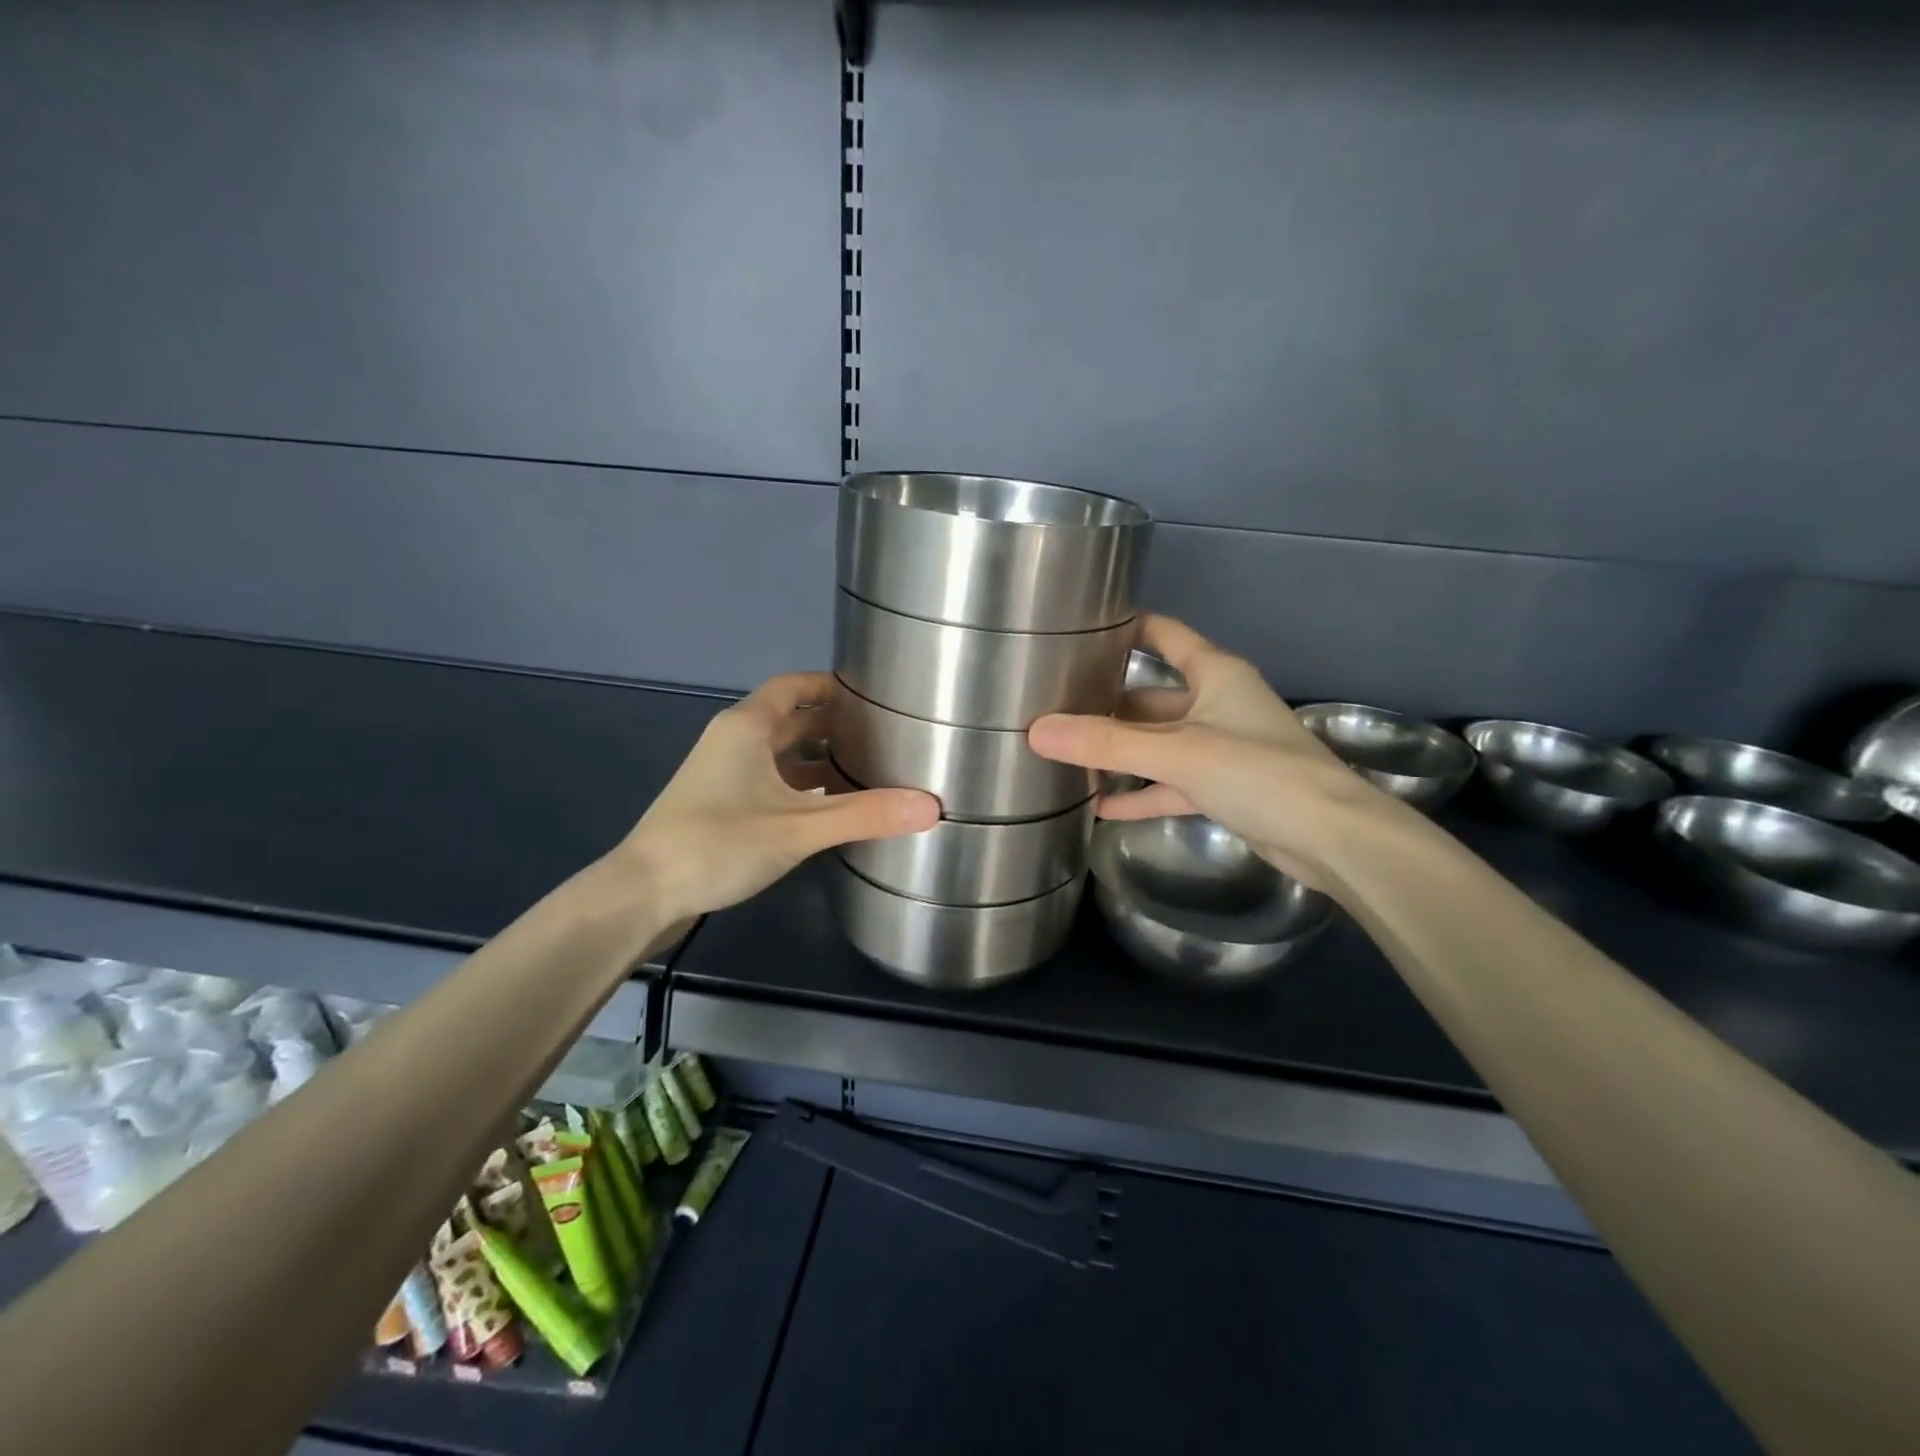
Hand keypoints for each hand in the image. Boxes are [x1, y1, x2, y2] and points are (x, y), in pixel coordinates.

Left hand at [617, 673, 938, 922]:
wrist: (642, 893)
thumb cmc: (717, 843)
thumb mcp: (799, 828)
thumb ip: (865, 815)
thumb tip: (932, 806)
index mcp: (747, 727)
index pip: (794, 686)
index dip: (830, 685)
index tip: (872, 695)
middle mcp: (734, 741)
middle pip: (791, 720)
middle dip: (833, 725)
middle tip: (883, 735)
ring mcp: (724, 775)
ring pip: (781, 755)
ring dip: (818, 759)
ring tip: (867, 770)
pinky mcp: (720, 807)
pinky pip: (771, 782)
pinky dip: (801, 787)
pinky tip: (830, 809)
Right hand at [1029, 615, 1397, 889]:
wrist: (1331, 837)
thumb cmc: (1259, 772)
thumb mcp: (1177, 752)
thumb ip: (1106, 743)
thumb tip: (1036, 731)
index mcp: (1215, 674)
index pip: (1164, 635)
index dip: (1126, 628)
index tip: (1079, 631)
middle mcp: (1217, 703)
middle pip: (1151, 697)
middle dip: (1107, 705)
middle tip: (1053, 710)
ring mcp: (1220, 748)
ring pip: (1158, 744)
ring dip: (1121, 754)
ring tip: (1067, 758)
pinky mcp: (1224, 788)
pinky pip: (1170, 784)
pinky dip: (1141, 794)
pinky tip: (1101, 808)